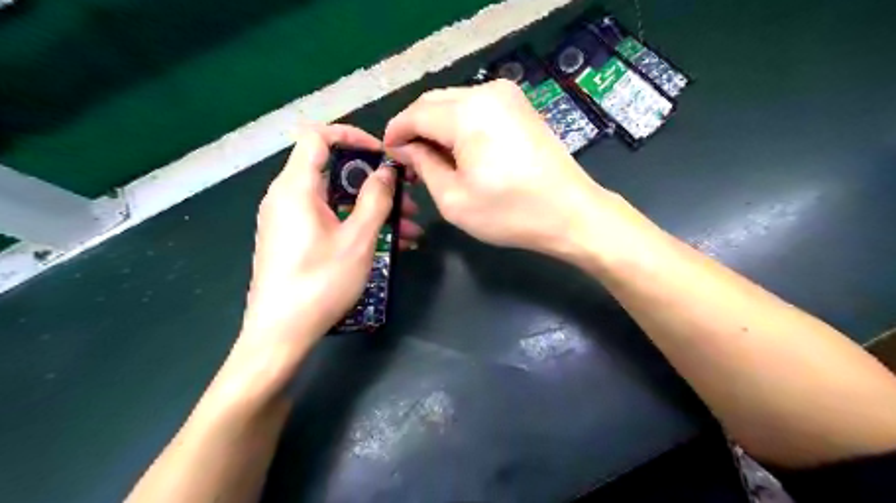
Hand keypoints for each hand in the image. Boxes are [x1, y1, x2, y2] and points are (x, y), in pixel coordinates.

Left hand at [237, 123, 419, 359]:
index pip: (318, 137)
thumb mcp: (357, 239)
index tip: (383, 154)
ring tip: (409, 230)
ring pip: (337, 201)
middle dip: (375, 183)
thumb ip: (375, 199)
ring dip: (373, 210)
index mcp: (296, 188)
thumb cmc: (320, 282)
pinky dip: (357, 225)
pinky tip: (390, 245)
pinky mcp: (294, 241)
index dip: (352, 137)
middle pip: (334, 172)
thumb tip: (385, 171)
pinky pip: (330, 220)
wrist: (280, 334)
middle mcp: (287, 197)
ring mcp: (289, 221)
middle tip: (407, 199)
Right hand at [382, 80, 613, 256]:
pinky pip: (477, 108)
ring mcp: (508, 96)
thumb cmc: (510, 213)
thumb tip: (405, 149)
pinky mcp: (521, 107)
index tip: (387, 154)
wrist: (570, 213)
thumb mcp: (453, 199)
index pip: (415, 113)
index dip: (395, 133)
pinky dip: (460, 125)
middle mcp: (487, 92)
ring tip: (433, 159)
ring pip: (455, 102)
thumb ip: (423, 166)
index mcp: (467, 113)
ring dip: (438, 126)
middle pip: (433, 102)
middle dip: (416, 128)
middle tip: (409, 160)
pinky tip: (459, 150)